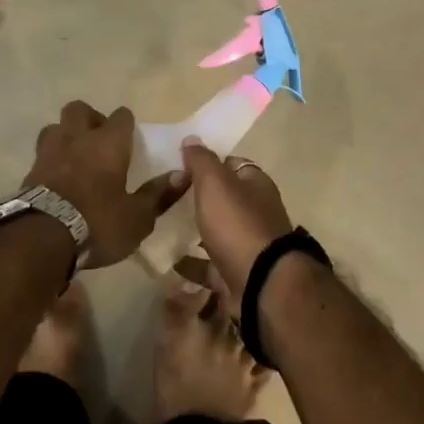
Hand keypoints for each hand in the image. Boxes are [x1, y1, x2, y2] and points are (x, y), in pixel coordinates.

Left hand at [25, 101, 187, 269]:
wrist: (42, 237)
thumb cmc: (98, 223)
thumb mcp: (137, 217)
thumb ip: (158, 194)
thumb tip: (182, 174)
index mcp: (108, 143)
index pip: (121, 116)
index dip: (126, 124)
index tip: (131, 138)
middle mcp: (77, 138)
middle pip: (79, 109)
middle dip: (90, 118)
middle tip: (100, 140)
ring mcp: (49, 151)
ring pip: (55, 127)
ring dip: (65, 135)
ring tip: (75, 155)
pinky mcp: (30, 170)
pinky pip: (42, 153)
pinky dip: (51, 159)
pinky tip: (57, 177)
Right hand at [178, 139, 292, 303]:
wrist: (260, 284)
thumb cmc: (237, 224)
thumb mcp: (215, 183)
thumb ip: (201, 160)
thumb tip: (191, 139)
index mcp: (255, 184)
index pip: (231, 164)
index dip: (207, 163)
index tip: (179, 167)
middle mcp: (255, 212)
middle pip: (224, 199)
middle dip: (199, 198)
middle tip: (166, 198)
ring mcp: (247, 245)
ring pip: (217, 232)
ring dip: (195, 231)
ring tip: (163, 228)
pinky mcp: (236, 274)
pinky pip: (209, 265)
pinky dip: (191, 263)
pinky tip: (169, 260)